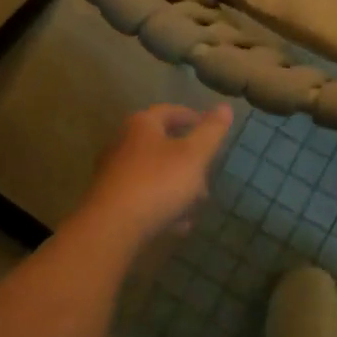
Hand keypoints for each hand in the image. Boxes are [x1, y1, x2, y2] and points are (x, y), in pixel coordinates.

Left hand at [76, 103, 234, 248]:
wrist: (111, 230)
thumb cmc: (157, 183)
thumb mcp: (194, 155)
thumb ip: (211, 131)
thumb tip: (225, 107)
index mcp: (142, 125)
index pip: (171, 111)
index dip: (194, 118)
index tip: (212, 130)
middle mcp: (123, 143)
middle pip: (163, 144)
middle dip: (189, 160)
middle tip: (207, 174)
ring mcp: (114, 173)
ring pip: (155, 173)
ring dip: (178, 186)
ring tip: (195, 205)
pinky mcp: (111, 201)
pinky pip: (144, 196)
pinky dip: (162, 205)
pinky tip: (177, 224)